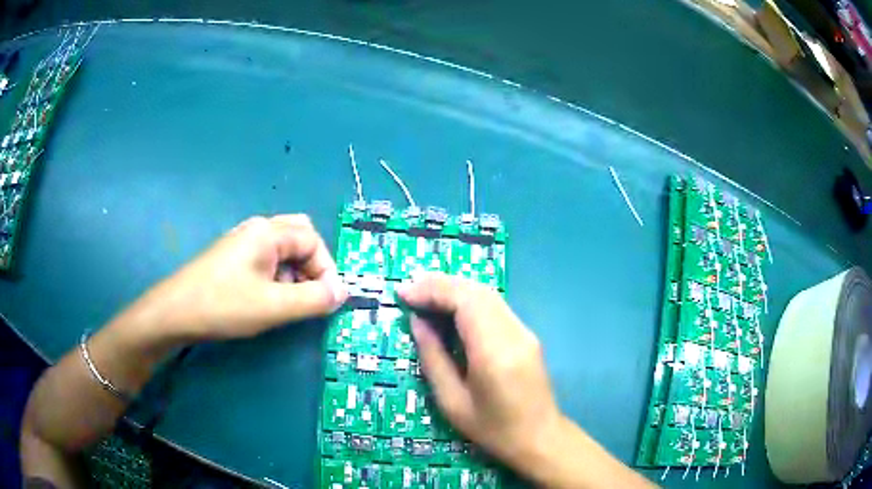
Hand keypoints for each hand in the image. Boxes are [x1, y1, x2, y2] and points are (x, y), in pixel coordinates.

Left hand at [128, 214, 346, 341]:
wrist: (175, 312)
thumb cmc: (224, 305)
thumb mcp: (274, 306)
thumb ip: (313, 299)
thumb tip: (343, 292)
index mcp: (268, 232)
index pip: (313, 240)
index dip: (326, 270)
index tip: (326, 302)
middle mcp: (257, 229)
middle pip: (299, 237)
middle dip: (312, 266)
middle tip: (310, 295)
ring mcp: (242, 243)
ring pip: (282, 250)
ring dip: (295, 273)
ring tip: (287, 303)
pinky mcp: (233, 258)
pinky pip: (266, 260)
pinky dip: (277, 277)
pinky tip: (267, 300)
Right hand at [397, 272, 560, 470]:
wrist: (539, 437)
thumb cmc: (492, 429)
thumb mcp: (452, 402)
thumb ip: (433, 358)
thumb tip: (418, 322)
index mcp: (494, 353)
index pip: (465, 302)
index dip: (433, 291)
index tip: (404, 294)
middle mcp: (514, 334)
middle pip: (477, 291)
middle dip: (440, 285)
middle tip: (410, 291)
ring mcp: (525, 332)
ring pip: (488, 295)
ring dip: (454, 289)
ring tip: (424, 295)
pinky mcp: (527, 335)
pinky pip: (495, 306)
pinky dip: (468, 300)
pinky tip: (450, 309)